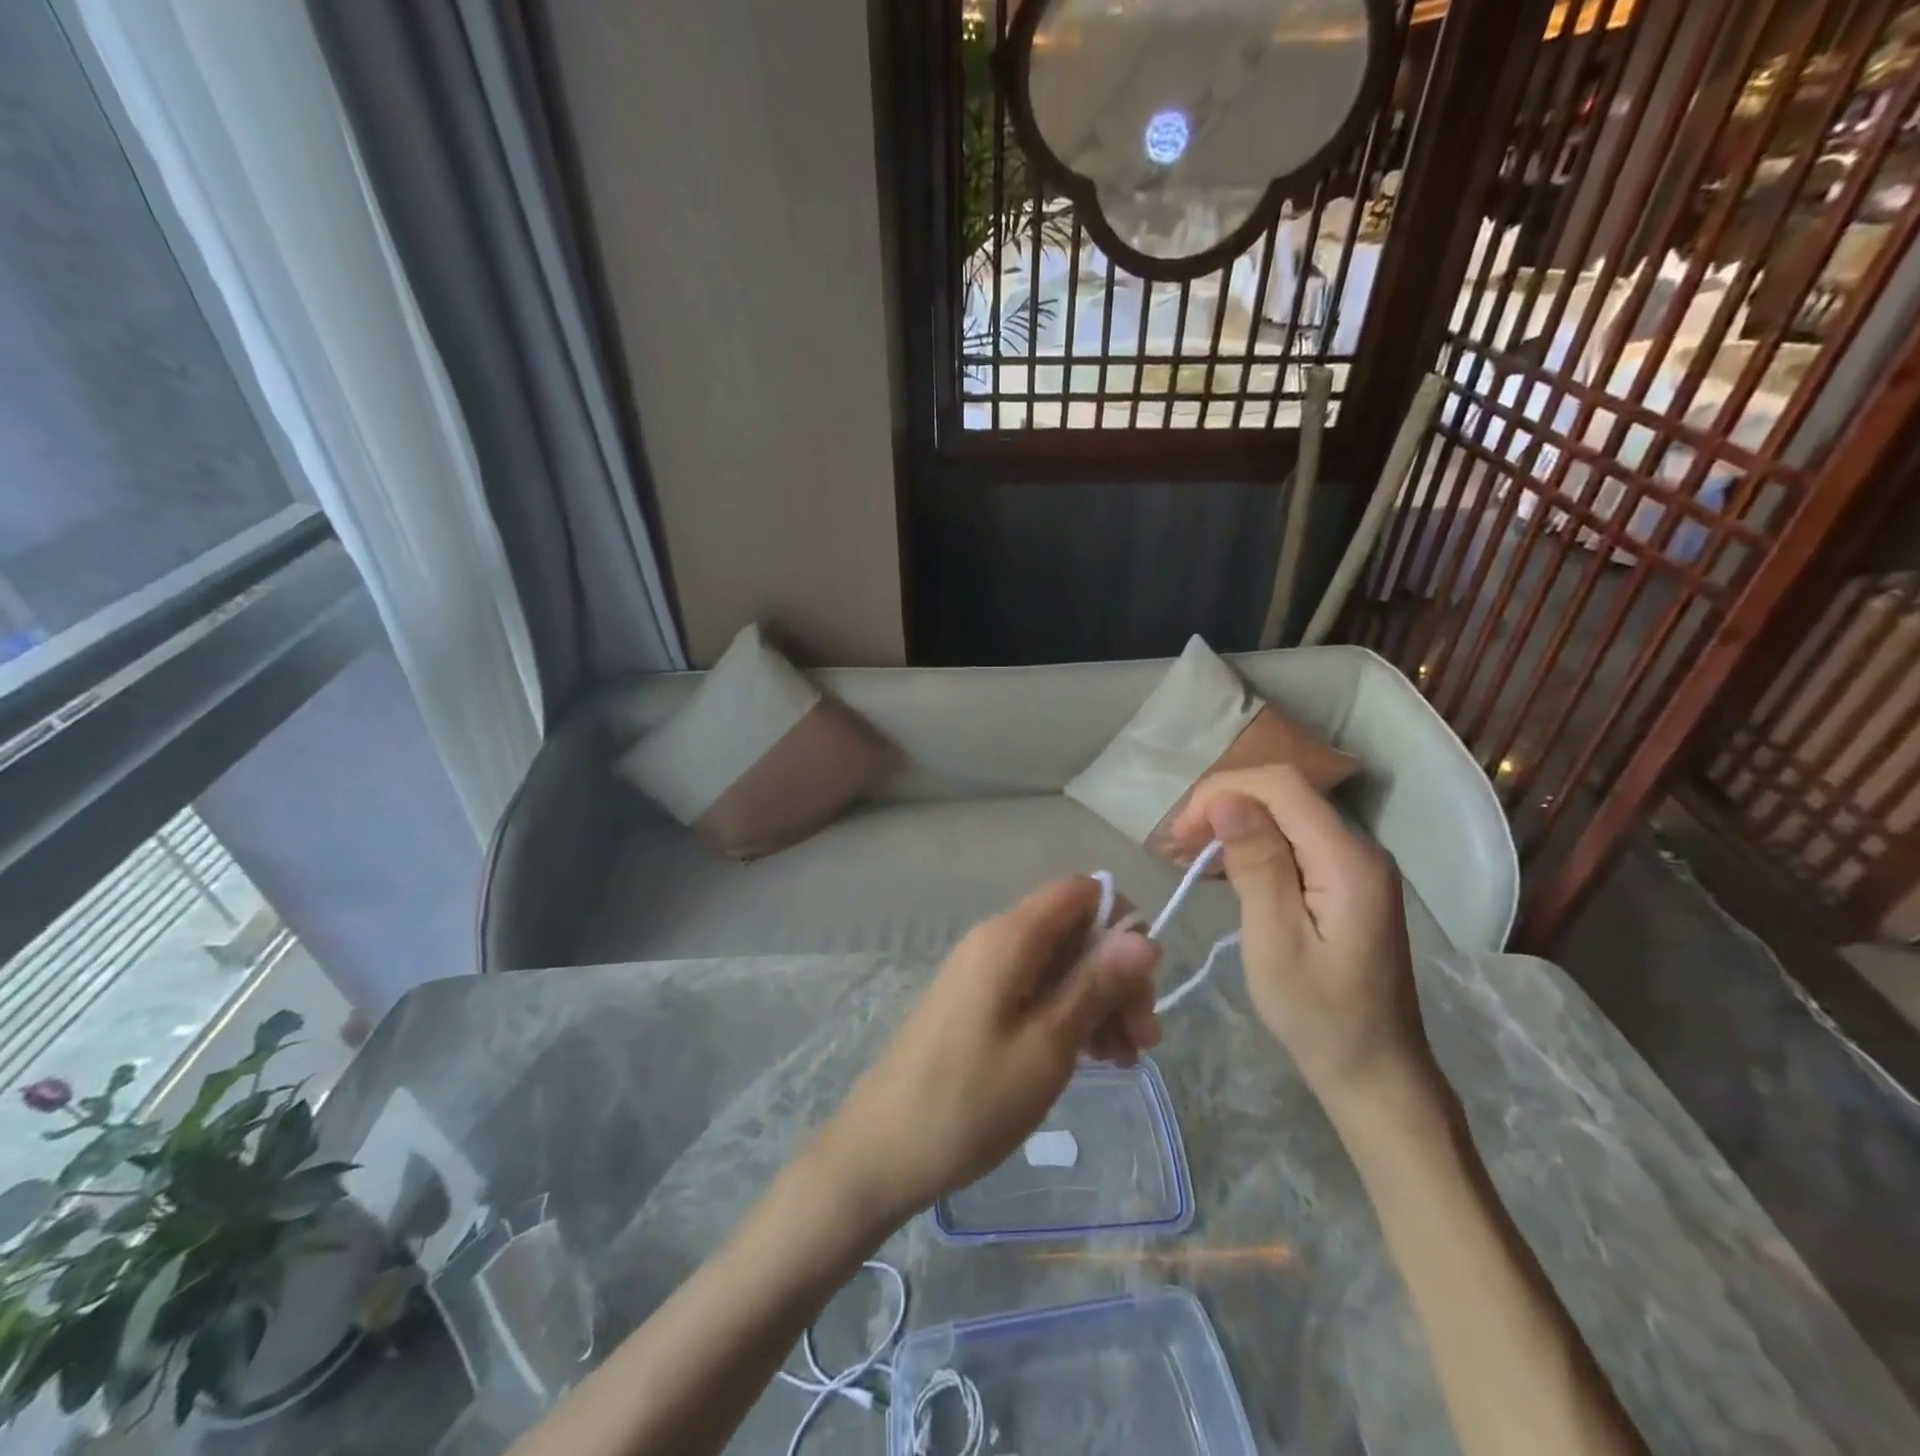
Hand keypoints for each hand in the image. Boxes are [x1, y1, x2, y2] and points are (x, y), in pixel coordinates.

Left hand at [818, 878, 1160, 1220]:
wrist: (884, 1150)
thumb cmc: (972, 1100)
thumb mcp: (1048, 1045)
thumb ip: (1096, 984)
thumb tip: (1144, 935)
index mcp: (1010, 936)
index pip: (1080, 891)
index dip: (1120, 922)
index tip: (1145, 980)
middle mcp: (995, 941)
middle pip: (1074, 931)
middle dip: (1117, 974)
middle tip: (1144, 1039)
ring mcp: (983, 973)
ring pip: (1059, 965)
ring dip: (1099, 1001)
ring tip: (1124, 1060)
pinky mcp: (978, 1004)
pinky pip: (1036, 990)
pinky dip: (1069, 1015)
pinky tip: (1093, 1059)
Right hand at [1169, 765, 1435, 1113]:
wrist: (1376, 1072)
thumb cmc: (1319, 1016)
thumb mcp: (1276, 941)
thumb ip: (1256, 865)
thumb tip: (1226, 801)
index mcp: (1348, 860)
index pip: (1282, 786)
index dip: (1224, 791)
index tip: (1182, 832)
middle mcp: (1359, 848)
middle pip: (1284, 794)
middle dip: (1224, 804)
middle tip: (1179, 845)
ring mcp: (1356, 865)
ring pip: (1286, 814)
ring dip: (1235, 822)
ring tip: (1191, 854)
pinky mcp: (1346, 882)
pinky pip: (1295, 840)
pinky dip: (1253, 842)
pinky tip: (1225, 866)